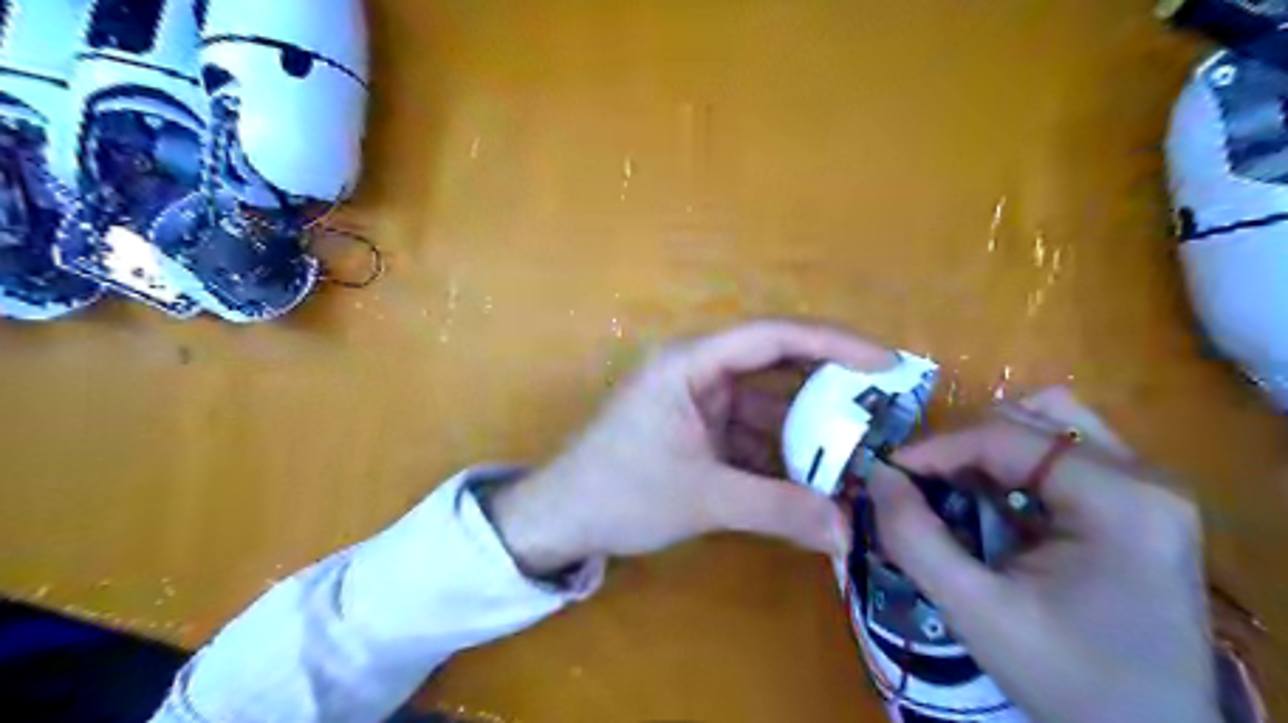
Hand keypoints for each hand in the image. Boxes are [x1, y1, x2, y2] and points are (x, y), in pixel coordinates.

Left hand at [488, 322, 897, 574]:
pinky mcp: (697, 432)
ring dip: (805, 433)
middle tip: (882, 411)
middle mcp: (698, 373)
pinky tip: (813, 480)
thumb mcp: (703, 498)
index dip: (833, 344)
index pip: (772, 336)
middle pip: (775, 367)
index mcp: (691, 364)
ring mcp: (698, 404)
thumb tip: (848, 531)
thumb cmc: (620, 493)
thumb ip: (778, 510)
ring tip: (857, 456)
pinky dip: (780, 455)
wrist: (560, 519)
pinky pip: (749, 435)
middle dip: (827, 390)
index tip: (885, 362)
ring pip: (766, 407)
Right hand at [865, 389, 1218, 721]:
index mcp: (1120, 500)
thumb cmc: (1067, 679)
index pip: (1007, 436)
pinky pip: (1062, 452)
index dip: (937, 447)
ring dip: (990, 447)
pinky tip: (994, 503)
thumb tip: (876, 477)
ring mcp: (1147, 486)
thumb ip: (914, 538)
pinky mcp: (1138, 502)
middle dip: (963, 445)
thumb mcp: (975, 612)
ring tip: (958, 487)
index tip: (888, 471)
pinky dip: (1014, 465)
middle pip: (1032, 416)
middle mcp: (1144, 476)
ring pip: (1049, 423)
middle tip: (922, 483)